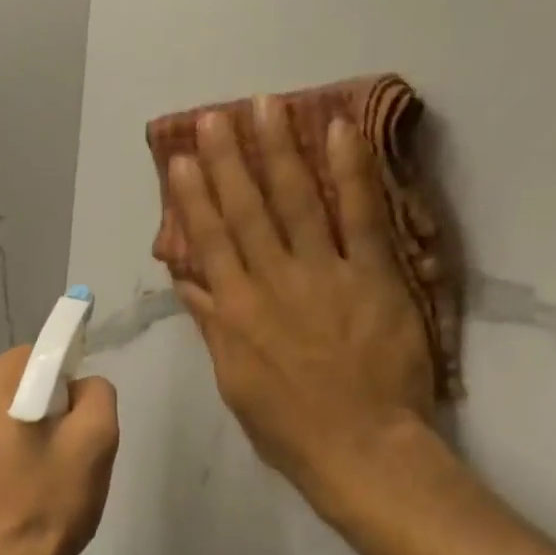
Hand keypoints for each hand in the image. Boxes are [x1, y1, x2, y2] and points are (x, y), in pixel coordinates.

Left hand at [0, 348, 119, 554]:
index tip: (77, 422)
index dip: (67, 384)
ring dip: (24, 433)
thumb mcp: (95, 442)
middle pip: (16, 384)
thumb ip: (97, 393)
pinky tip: (17, 492)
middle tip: (65, 453)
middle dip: (45, 408)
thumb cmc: (46, 506)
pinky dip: (3, 456)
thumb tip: (80, 386)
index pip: (38, 356)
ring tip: (41, 477)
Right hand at [167, 96, 437, 523]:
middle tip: (216, 116)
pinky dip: (350, 172)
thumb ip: (213, 327)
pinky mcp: (373, 276)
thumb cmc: (288, 427)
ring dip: (279, 151)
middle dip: (228, 161)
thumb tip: (189, 284)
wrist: (360, 448)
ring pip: (296, 202)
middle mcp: (272, 283)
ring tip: (266, 106)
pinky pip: (361, 216)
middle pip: (246, 212)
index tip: (182, 160)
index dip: (193, 199)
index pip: (209, 243)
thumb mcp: (234, 383)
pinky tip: (340, 131)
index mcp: (236, 312)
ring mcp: (324, 275)